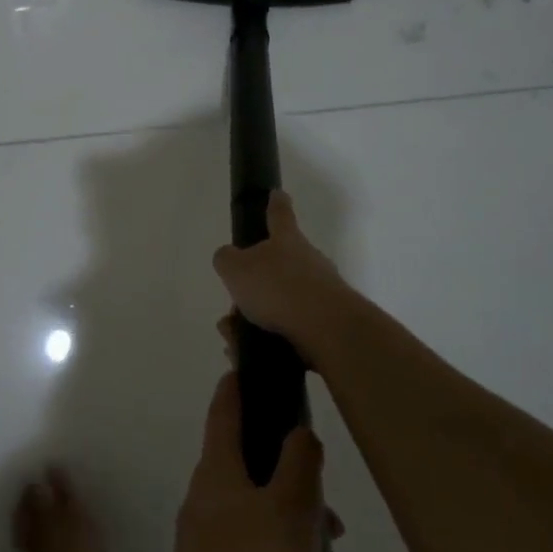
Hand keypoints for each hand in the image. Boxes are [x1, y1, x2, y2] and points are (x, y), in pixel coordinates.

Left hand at [160, 373, 326, 551]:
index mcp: (217, 474)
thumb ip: (299, 464)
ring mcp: (215, 549)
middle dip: (305, 498)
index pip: (224, 412)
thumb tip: (297, 433)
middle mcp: (211, 504)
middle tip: (336, 523)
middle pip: (261, 478)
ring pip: (276, 533)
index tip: (247, 366)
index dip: (237, 386)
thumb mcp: (289, 511)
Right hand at [212, 191, 350, 364]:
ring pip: (279, 304)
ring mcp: (321, 293)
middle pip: (278, 267)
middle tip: (233, 307)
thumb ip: (226, 259)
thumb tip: (229, 258)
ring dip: (254, 321)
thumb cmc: (277, 288)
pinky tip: (249, 358)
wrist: (326, 328)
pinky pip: (288, 331)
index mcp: (287, 241)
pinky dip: (266, 343)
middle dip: (253, 287)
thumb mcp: (236, 268)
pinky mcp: (326, 324)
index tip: (277, 193)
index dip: (275, 203)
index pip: (279, 215)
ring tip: (235, 341)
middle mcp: (308, 262)